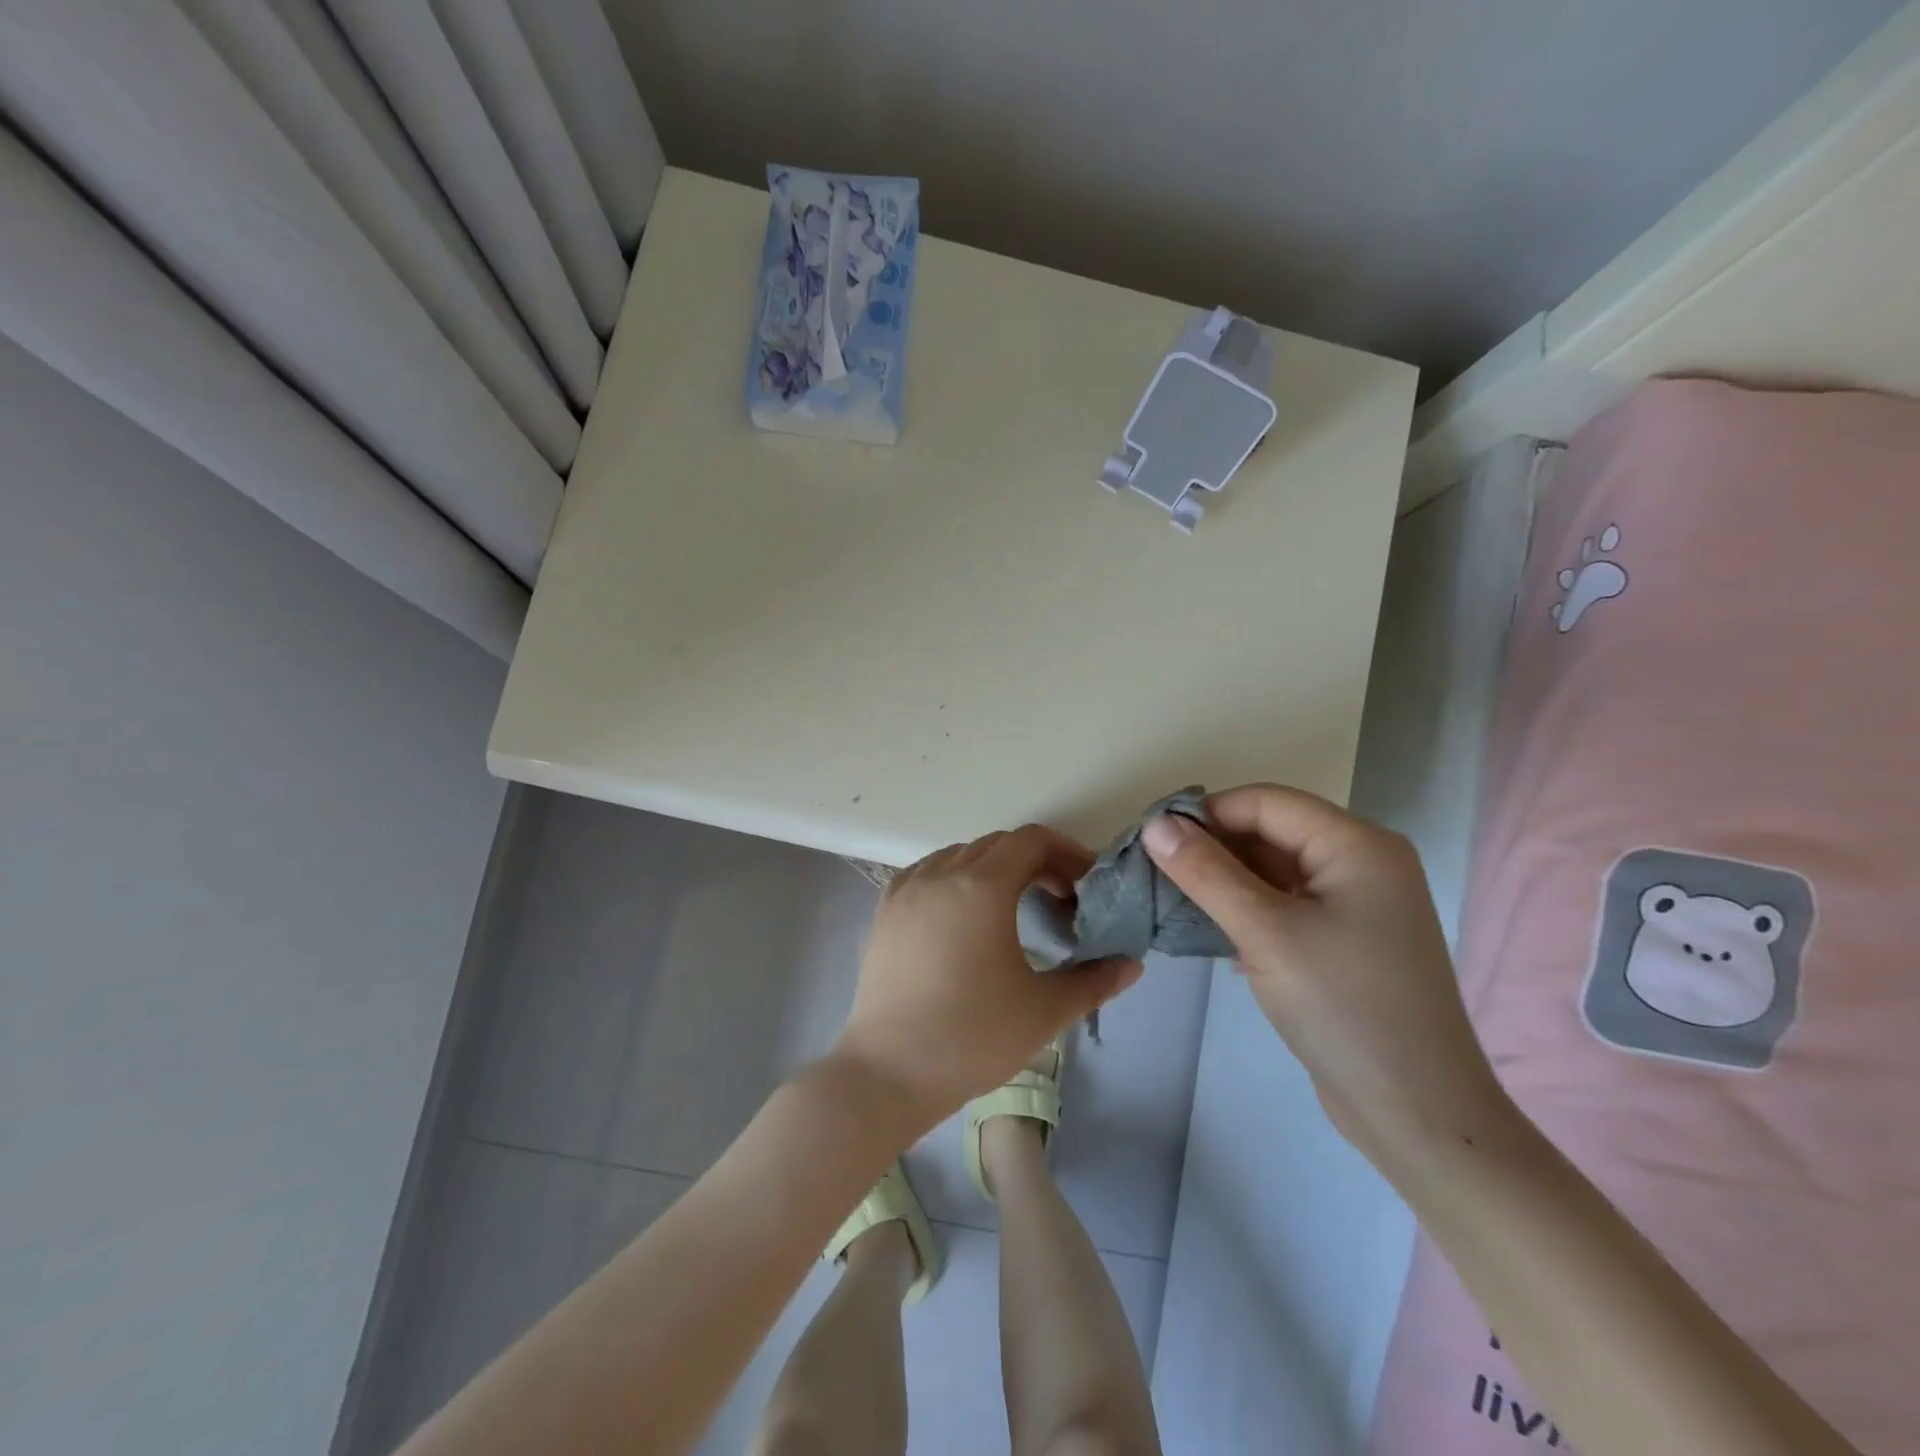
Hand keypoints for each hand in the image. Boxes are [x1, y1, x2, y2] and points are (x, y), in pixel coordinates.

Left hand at [832, 825, 1142, 1133]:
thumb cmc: (973, 1037)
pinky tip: (962, 911)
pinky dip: (954, 876)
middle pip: (997, 844)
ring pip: (959, 854)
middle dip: (1035, 861)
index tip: (1084, 886)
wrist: (889, 1072)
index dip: (1066, 853)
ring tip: (1013, 906)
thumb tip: (1132, 964)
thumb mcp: (1044, 1010)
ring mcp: (907, 890)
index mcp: (982, 886)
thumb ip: (1094, 981)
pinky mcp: (885, 910)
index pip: (1031, 841)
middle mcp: (941, 874)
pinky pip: (926, 871)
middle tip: (1059, 899)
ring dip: (994, 867)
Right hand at [1142, 784, 1515, 1171]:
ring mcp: (1359, 904)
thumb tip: (1154, 824)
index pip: (1267, 802)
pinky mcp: (1348, 940)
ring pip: (1276, 870)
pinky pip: (1287, 903)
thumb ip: (1207, 872)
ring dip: (1227, 881)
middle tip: (1158, 872)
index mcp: (1358, 844)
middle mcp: (1364, 862)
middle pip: (1272, 831)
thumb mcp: (1265, 932)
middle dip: (1214, 848)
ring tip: (1177, 901)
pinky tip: (1217, 934)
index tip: (1153, 840)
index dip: (1208, 814)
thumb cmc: (1343, 1008)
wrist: (1417, 1114)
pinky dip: (1249, 909)